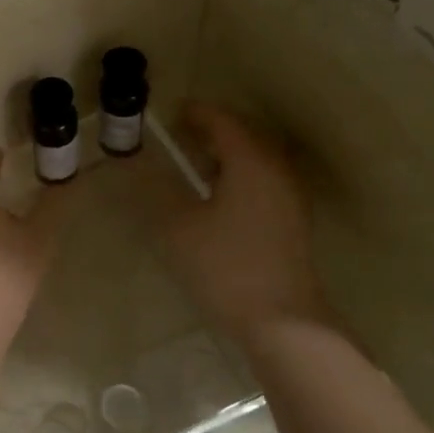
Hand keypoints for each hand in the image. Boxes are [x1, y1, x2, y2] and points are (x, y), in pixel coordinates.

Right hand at [162, 102, 330, 341]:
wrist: (281, 320)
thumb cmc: (225, 267)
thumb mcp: (178, 227)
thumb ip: (158, 191)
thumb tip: (141, 167)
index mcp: (251, 163)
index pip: (223, 123)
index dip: (197, 114)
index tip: (173, 112)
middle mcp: (277, 170)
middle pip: (245, 136)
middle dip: (213, 130)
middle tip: (182, 133)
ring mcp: (289, 196)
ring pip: (257, 158)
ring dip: (228, 153)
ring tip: (196, 161)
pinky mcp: (292, 219)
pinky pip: (264, 178)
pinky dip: (240, 173)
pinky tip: (219, 192)